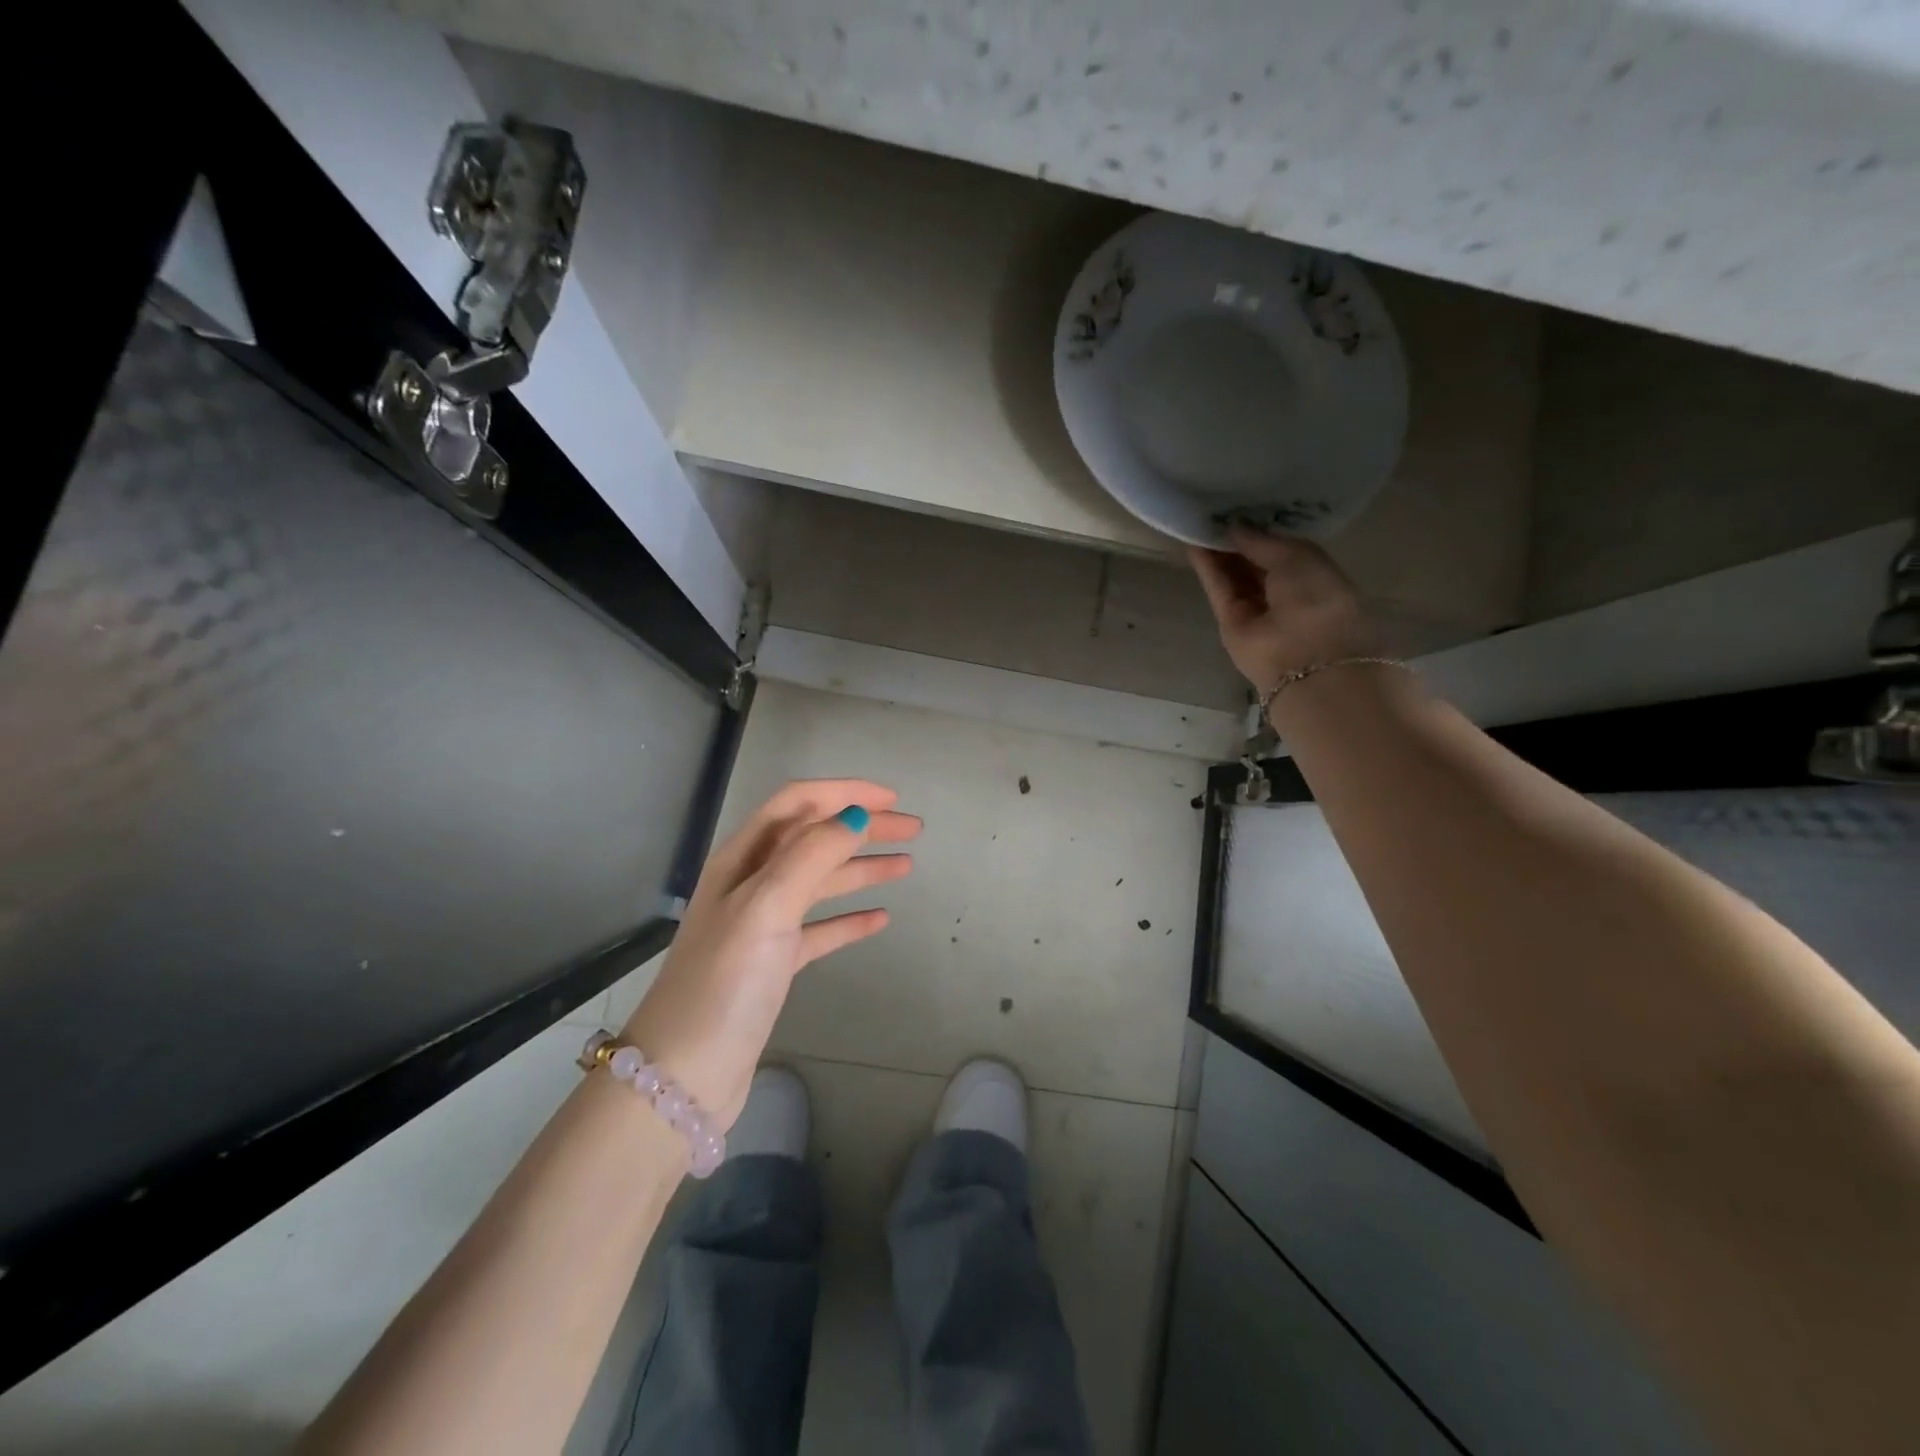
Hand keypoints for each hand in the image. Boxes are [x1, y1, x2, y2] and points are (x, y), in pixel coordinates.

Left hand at [621, 779, 920, 1127]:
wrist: (684, 1075)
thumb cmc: (724, 982)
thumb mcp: (766, 907)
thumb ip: (811, 855)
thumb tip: (854, 815)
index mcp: (743, 859)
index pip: (797, 804)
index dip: (844, 793)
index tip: (891, 799)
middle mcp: (751, 883)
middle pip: (814, 839)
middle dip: (862, 827)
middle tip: (912, 830)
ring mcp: (762, 925)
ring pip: (820, 882)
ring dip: (862, 868)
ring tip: (906, 865)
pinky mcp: (773, 964)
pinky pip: (819, 929)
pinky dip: (849, 919)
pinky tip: (879, 919)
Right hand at [1188, 528, 1380, 696]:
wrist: (1305, 657)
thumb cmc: (1318, 598)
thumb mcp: (1297, 556)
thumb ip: (1262, 540)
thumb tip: (1233, 526)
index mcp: (1314, 577)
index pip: (1283, 551)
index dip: (1263, 532)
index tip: (1243, 507)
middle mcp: (1285, 595)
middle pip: (1255, 564)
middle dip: (1237, 541)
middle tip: (1215, 511)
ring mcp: (1256, 612)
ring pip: (1234, 577)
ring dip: (1218, 552)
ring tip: (1198, 522)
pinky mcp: (1230, 624)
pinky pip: (1219, 590)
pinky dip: (1208, 569)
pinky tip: (1193, 544)